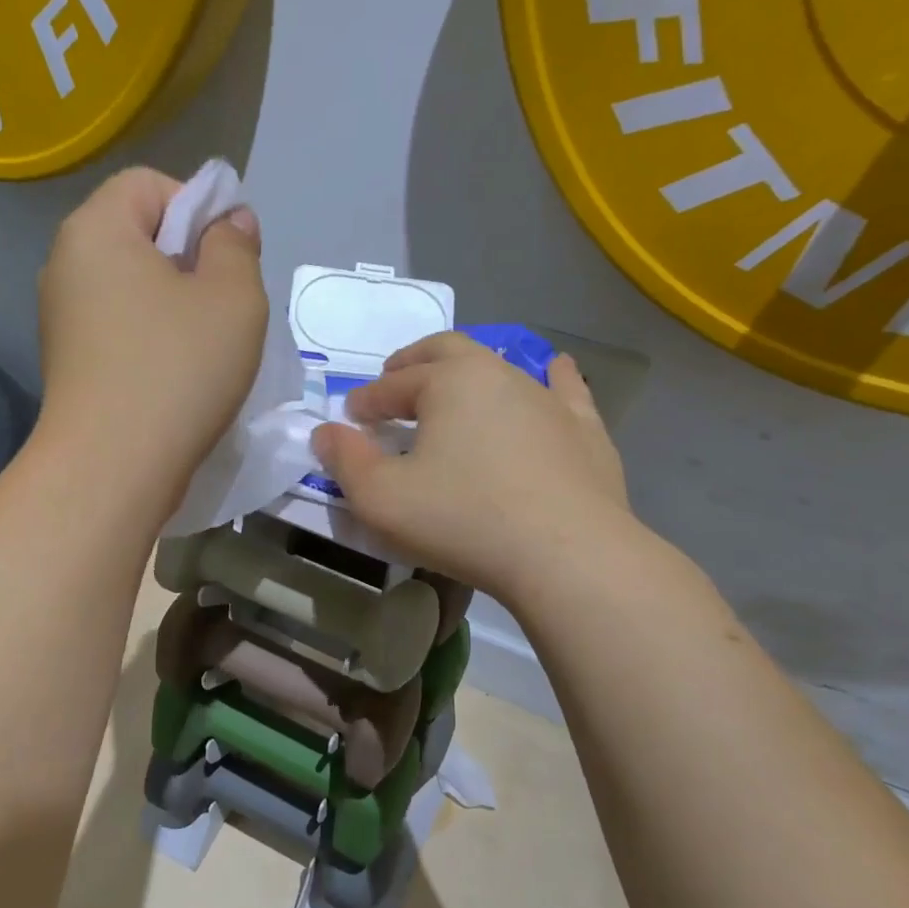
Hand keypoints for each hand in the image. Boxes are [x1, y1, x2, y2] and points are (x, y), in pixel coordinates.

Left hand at [37, 167, 267, 519]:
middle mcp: (65, 265)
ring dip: (174, 305)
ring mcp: (61, 318)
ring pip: (131, 287)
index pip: (149, 184)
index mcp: (95, 229)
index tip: (226, 259)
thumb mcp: (233, 297)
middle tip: (223, 306)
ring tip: (204, 347)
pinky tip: (175, 376)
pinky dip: (151, 338)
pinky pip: (119, 327)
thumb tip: (227, 223)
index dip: (198, 208)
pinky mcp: (68, 363)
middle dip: (189, 260)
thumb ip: (235, 245)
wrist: (112, 468)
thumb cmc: (177, 370)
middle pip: (137, 235)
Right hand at [309, 332, 635, 598]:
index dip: (366, 400)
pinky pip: (565, 391)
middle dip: (413, 363)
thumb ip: (344, 460)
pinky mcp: (584, 430)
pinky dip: (551, 379)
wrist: (568, 556)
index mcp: (448, 381)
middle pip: (446, 351)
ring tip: (455, 389)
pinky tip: (554, 371)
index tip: (350, 418)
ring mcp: (548, 399)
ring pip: (501, 368)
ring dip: (469, 374)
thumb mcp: (380, 497)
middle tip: (394, 379)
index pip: (393, 384)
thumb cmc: (462, 519)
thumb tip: (325, 432)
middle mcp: (499, 374)